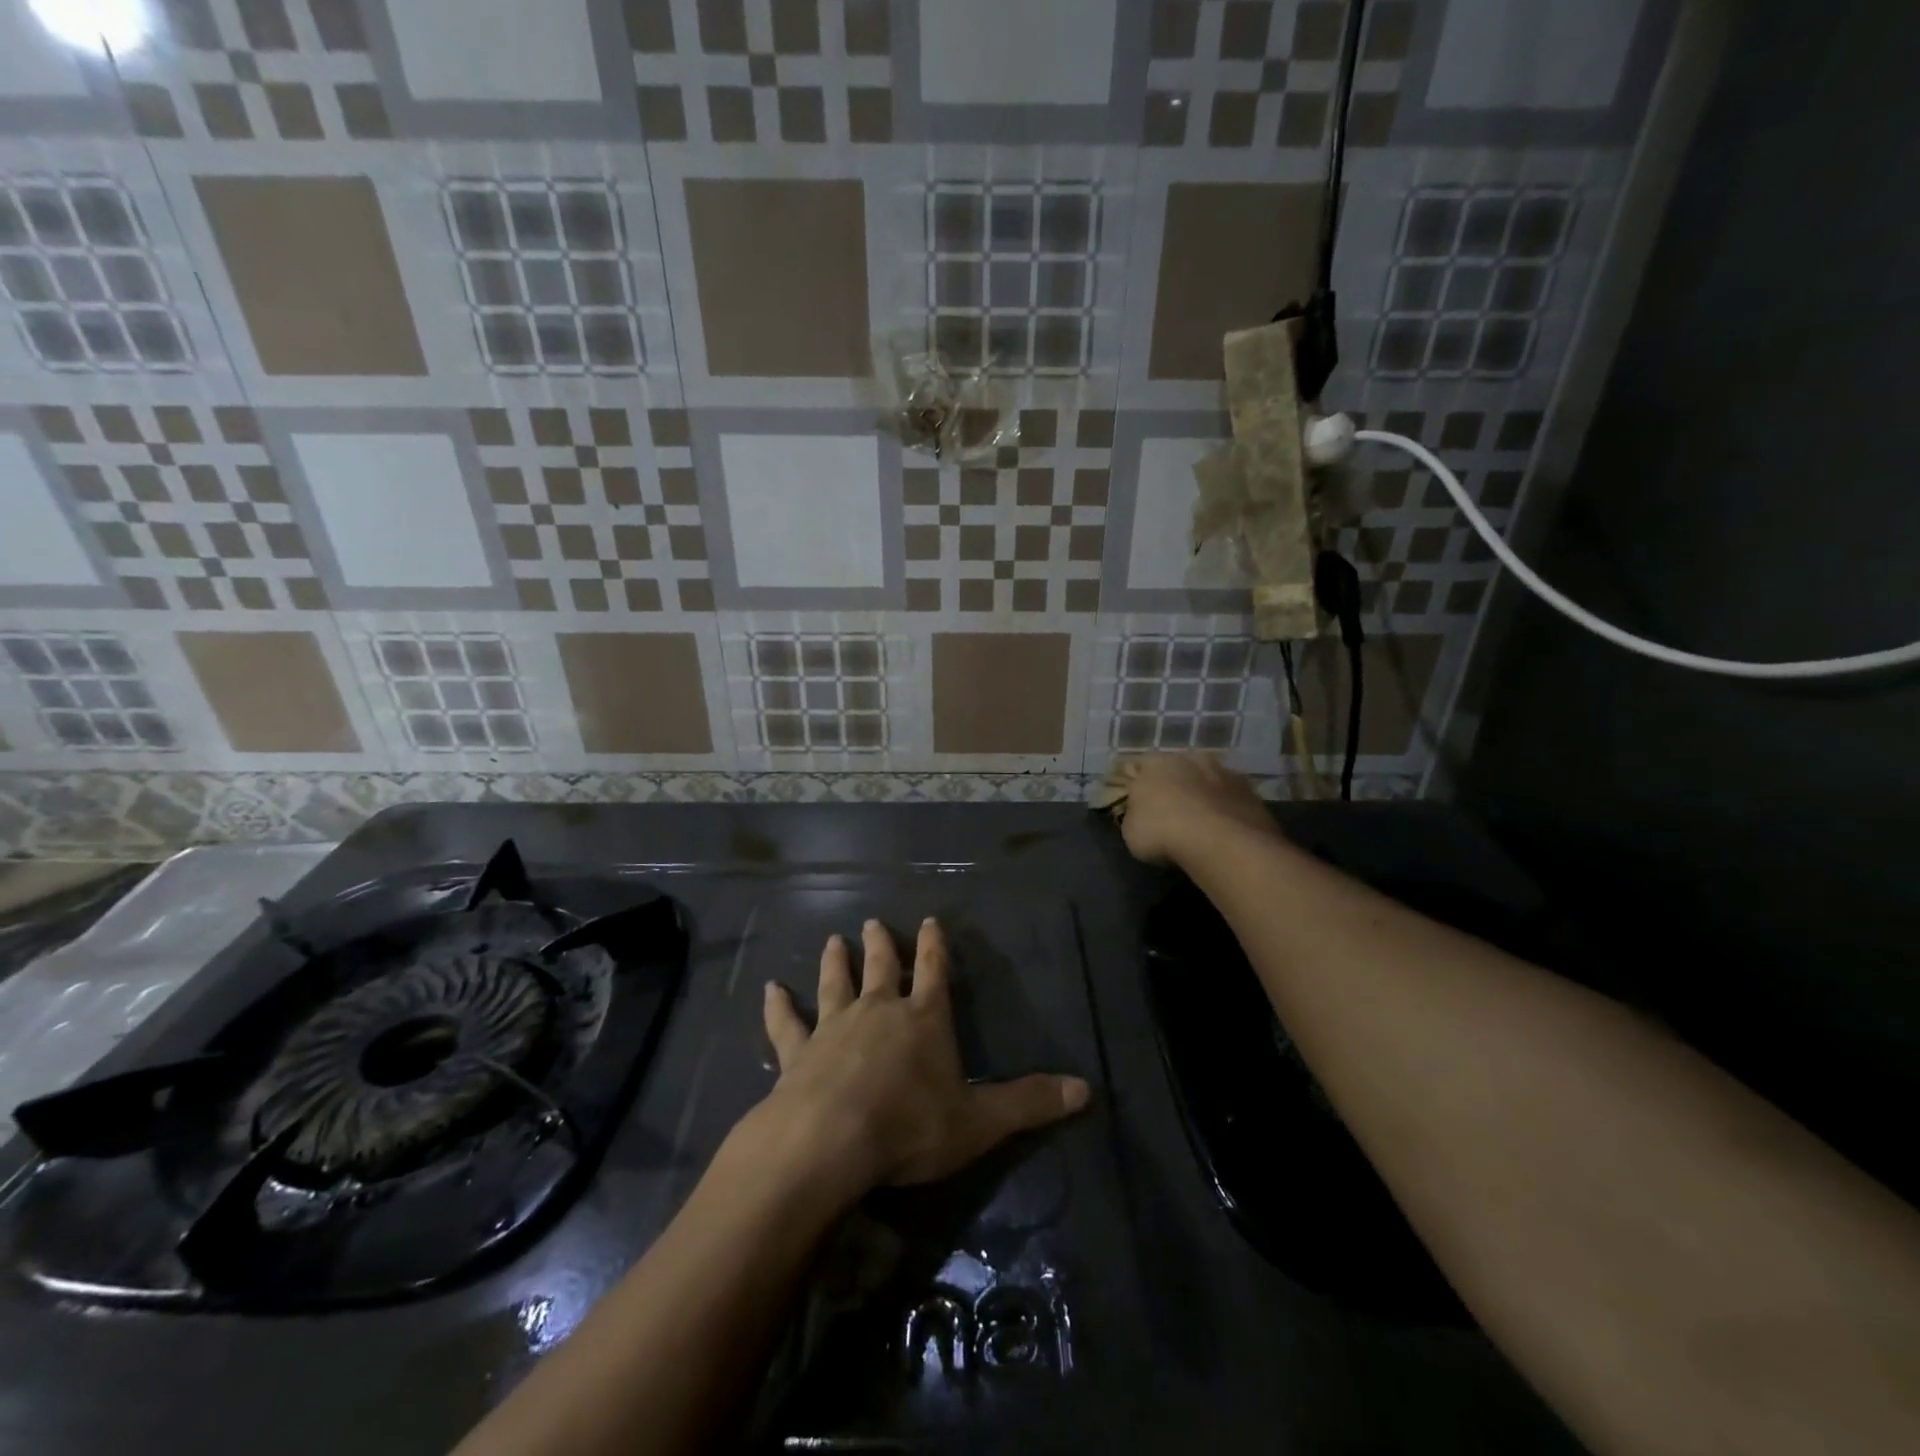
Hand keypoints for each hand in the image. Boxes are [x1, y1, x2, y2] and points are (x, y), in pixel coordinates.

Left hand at [756, 918, 1088, 1198]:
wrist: (829, 1143)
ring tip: (833, 939)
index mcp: (923, 1019)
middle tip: (875, 922)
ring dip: (836, 962)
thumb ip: (1030, 1103)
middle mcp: (878, 1011)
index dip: (935, 946)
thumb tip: (1086, 1090)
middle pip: (881, 968)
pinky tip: (770, 989)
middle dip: (882, 945)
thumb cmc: (910, 1127)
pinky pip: (786, 1024)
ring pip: (835, 984)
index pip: (935, 971)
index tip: (930, 920)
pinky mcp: (798, 1053)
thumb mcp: (980, 1121)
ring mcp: (834, 1028)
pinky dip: (778, 1006)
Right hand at [1114, 753, 1279, 865]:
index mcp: (1155, 763)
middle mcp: (1190, 759)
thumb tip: (1142, 813)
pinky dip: (1228, 810)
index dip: (1139, 785)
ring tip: (1203, 824)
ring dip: (1205, 796)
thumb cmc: (1163, 832)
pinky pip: (1232, 799)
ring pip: (1209, 781)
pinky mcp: (1251, 792)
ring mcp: (1224, 772)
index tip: (1141, 804)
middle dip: (1177, 786)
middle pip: (1179, 769)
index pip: (1140, 767)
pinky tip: (1226, 831)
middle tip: (1173, 812)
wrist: (1220, 842)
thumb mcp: (1131, 830)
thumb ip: (1136, 815)